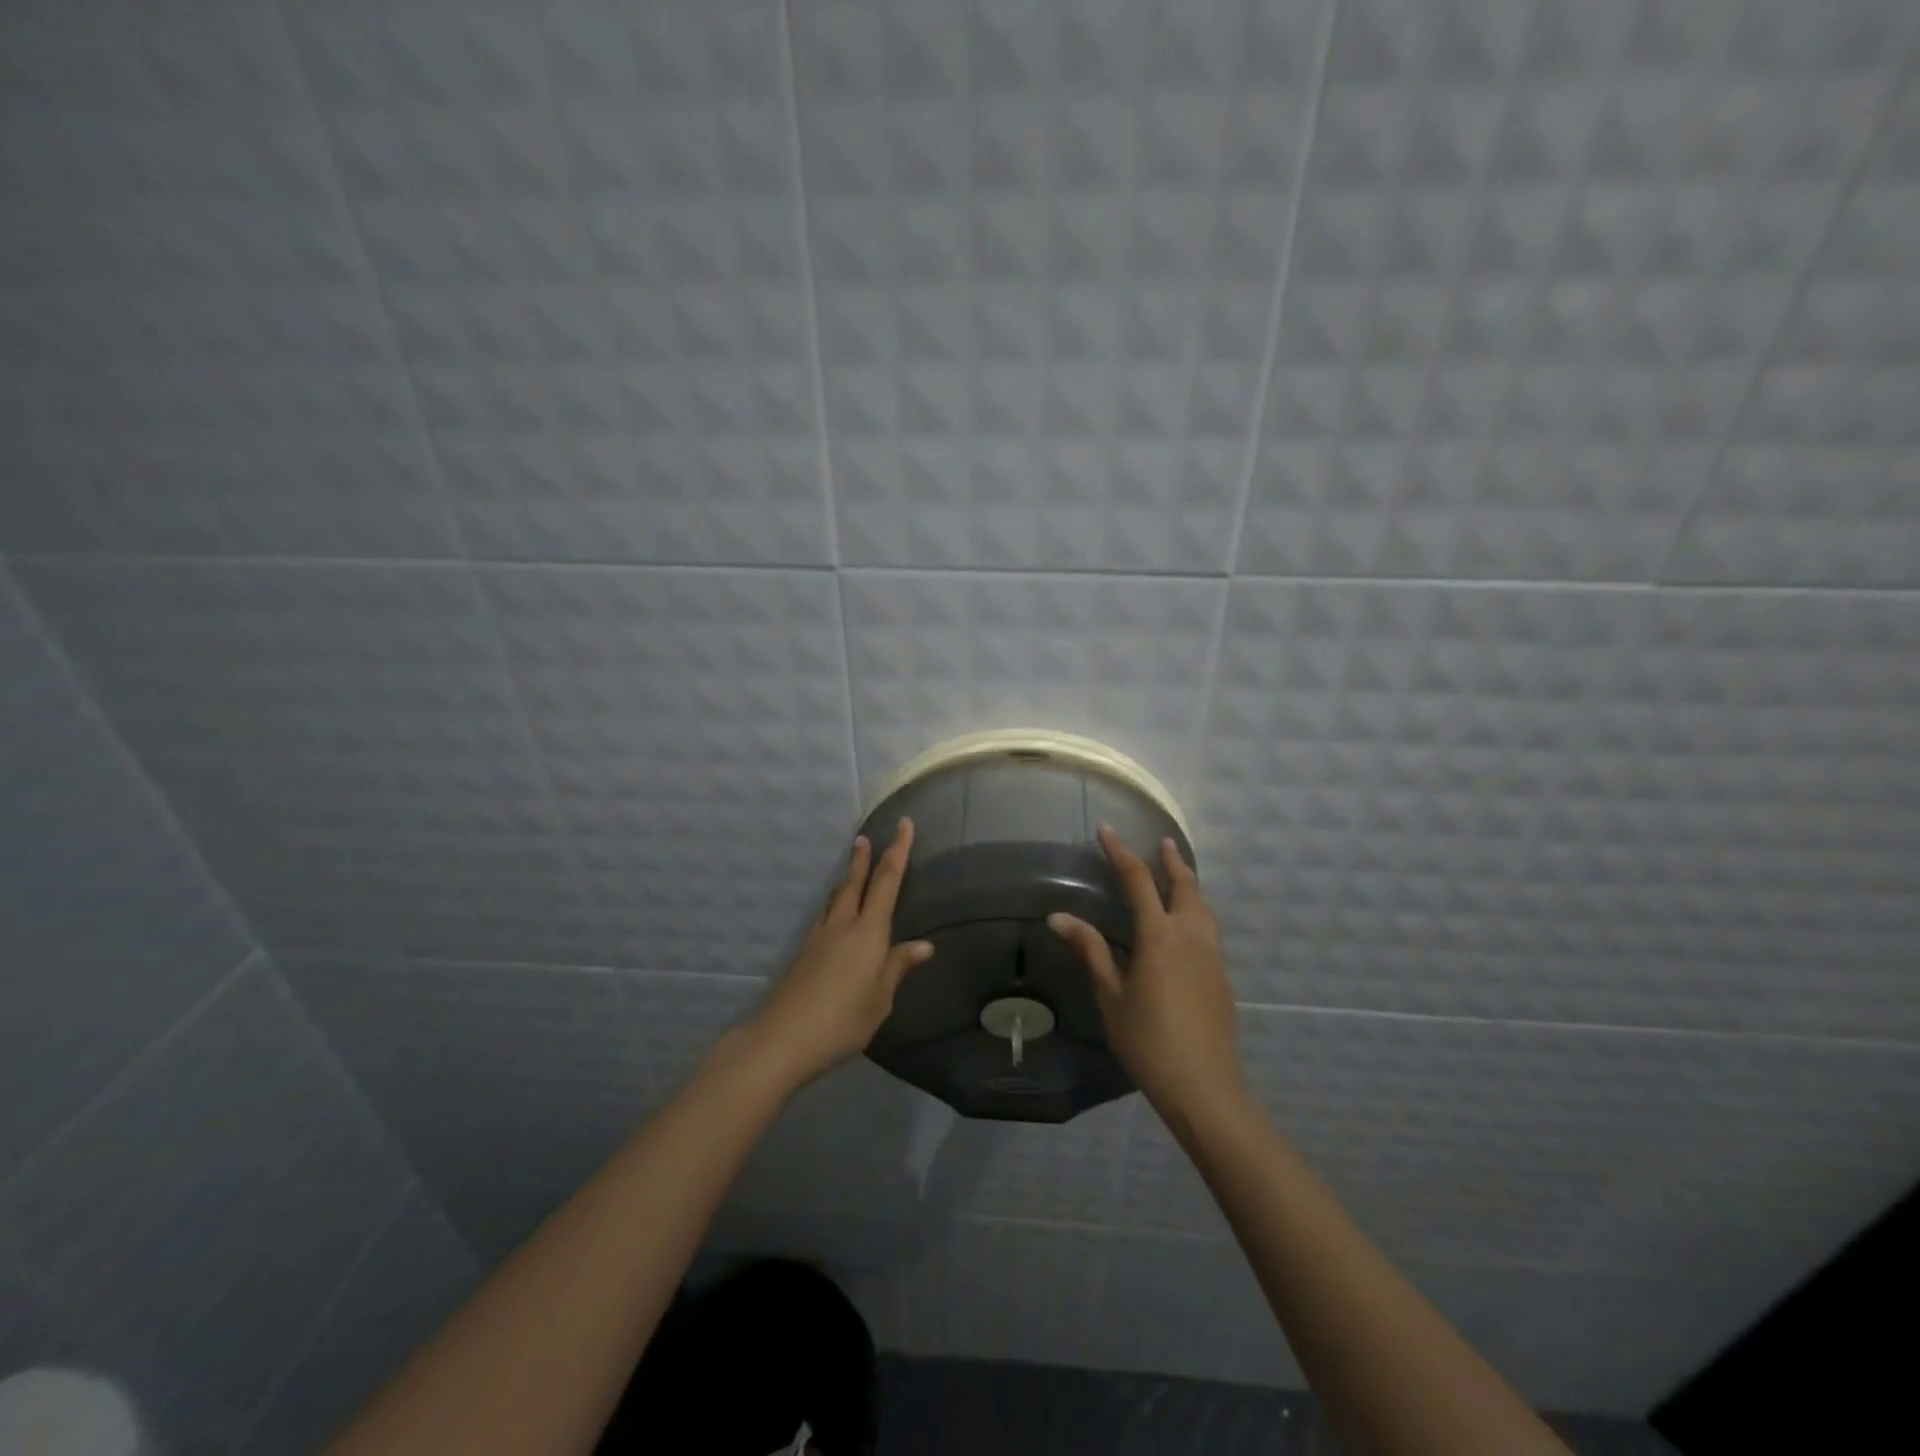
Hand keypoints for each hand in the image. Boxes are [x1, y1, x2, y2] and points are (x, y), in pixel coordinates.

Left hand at [745, 819, 933, 1092]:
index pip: (887, 882)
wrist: (782, 1039)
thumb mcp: (880, 999)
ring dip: (846, 880)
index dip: (898, 851)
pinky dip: (835, 905)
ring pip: (835, 898)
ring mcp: (818, 938)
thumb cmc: (842, 1020)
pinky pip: (825, 917)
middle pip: (854, 883)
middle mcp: (842, 926)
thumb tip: (923, 945)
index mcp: (867, 932)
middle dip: (863, 859)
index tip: (904, 825)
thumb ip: (897, 967)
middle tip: (864, 838)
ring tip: (852, 871)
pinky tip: (836, 917)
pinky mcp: (803, 953)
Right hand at [1048, 826, 1243, 1122]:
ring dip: (1189, 883)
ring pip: (1203, 906)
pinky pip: (1209, 927)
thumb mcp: (1111, 996)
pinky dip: (1197, 909)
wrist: (1204, 1086)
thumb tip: (1058, 917)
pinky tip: (1188, 923)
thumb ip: (1090, 951)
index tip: (1108, 830)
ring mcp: (1212, 955)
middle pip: (1184, 885)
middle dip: (1171, 860)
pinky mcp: (1221, 975)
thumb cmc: (1148, 1041)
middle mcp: (1190, 935)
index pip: (1138, 881)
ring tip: (1177, 872)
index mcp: (1159, 936)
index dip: (1121, 853)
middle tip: (1161, 842)